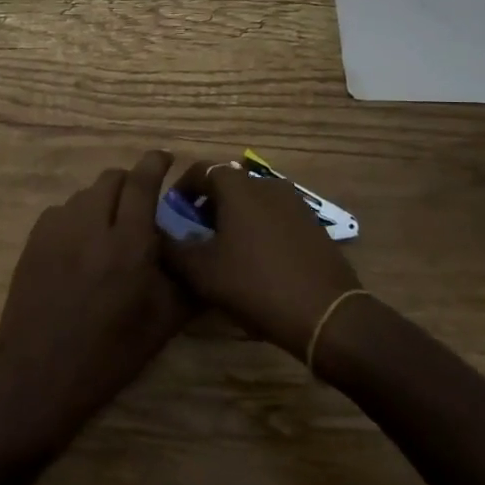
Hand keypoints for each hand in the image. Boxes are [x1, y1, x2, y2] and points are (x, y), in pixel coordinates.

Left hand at [0, 151, 191, 455]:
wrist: (39, 377)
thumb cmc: (109, 355)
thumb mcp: (162, 324)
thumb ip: (186, 281)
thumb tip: (202, 254)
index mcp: (127, 245)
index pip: (141, 182)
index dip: (154, 162)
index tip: (165, 158)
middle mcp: (90, 226)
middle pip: (111, 179)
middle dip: (130, 183)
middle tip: (140, 205)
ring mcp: (56, 231)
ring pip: (84, 195)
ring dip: (103, 202)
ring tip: (110, 231)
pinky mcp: (33, 242)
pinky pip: (61, 212)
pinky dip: (77, 218)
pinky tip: (81, 247)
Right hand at [161, 160, 363, 359]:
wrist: (325, 314)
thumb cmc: (255, 284)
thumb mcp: (201, 272)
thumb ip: (173, 249)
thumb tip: (158, 236)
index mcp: (238, 187)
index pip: (201, 170)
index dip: (181, 189)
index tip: (172, 213)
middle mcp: (267, 185)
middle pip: (228, 185)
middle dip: (208, 205)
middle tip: (195, 235)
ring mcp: (295, 203)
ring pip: (253, 201)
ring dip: (234, 218)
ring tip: (224, 250)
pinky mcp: (312, 225)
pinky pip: (274, 217)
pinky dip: (258, 229)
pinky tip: (255, 261)